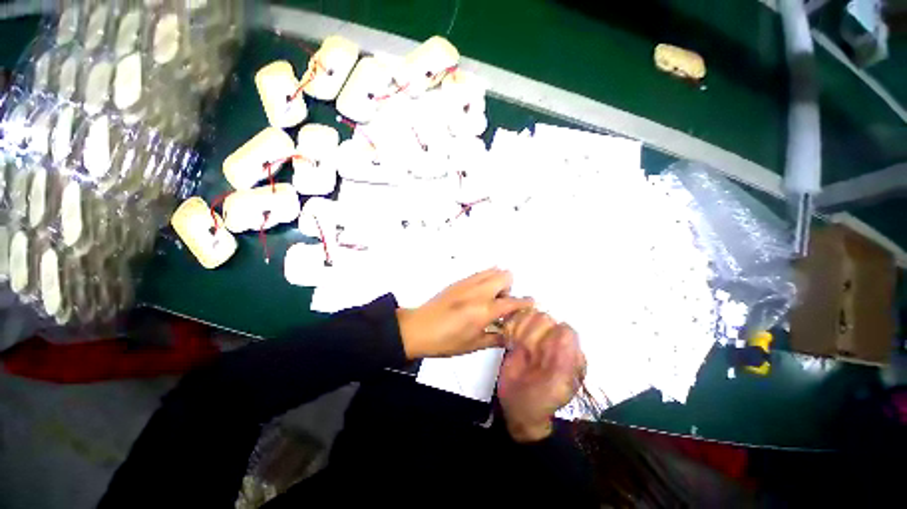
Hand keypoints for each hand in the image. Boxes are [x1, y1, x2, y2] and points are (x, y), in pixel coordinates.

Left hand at [396, 268, 533, 358]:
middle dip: (509, 287)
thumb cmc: (446, 341)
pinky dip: (485, 278)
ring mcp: (468, 283)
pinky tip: (478, 293)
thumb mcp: (473, 345)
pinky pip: (479, 273)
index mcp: (484, 310)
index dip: (525, 302)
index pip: (512, 301)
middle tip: (501, 303)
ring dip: (497, 281)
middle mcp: (479, 291)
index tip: (531, 302)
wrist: (418, 328)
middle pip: (505, 275)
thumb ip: (495, 339)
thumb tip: (510, 336)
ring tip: (489, 297)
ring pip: (492, 270)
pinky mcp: (459, 281)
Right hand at [498, 313, 585, 442]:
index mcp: (572, 352)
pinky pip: (516, 317)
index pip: (562, 328)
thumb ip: (565, 359)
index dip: (548, 338)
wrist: (516, 406)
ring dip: (520, 331)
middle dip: (531, 336)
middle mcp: (557, 339)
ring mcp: (538, 335)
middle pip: (544, 317)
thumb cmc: (540, 400)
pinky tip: (511, 342)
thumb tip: (565, 327)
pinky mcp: (521, 332)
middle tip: (527, 354)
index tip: (537, 354)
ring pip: (529, 314)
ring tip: (518, 348)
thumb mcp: (557, 386)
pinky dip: (510, 327)